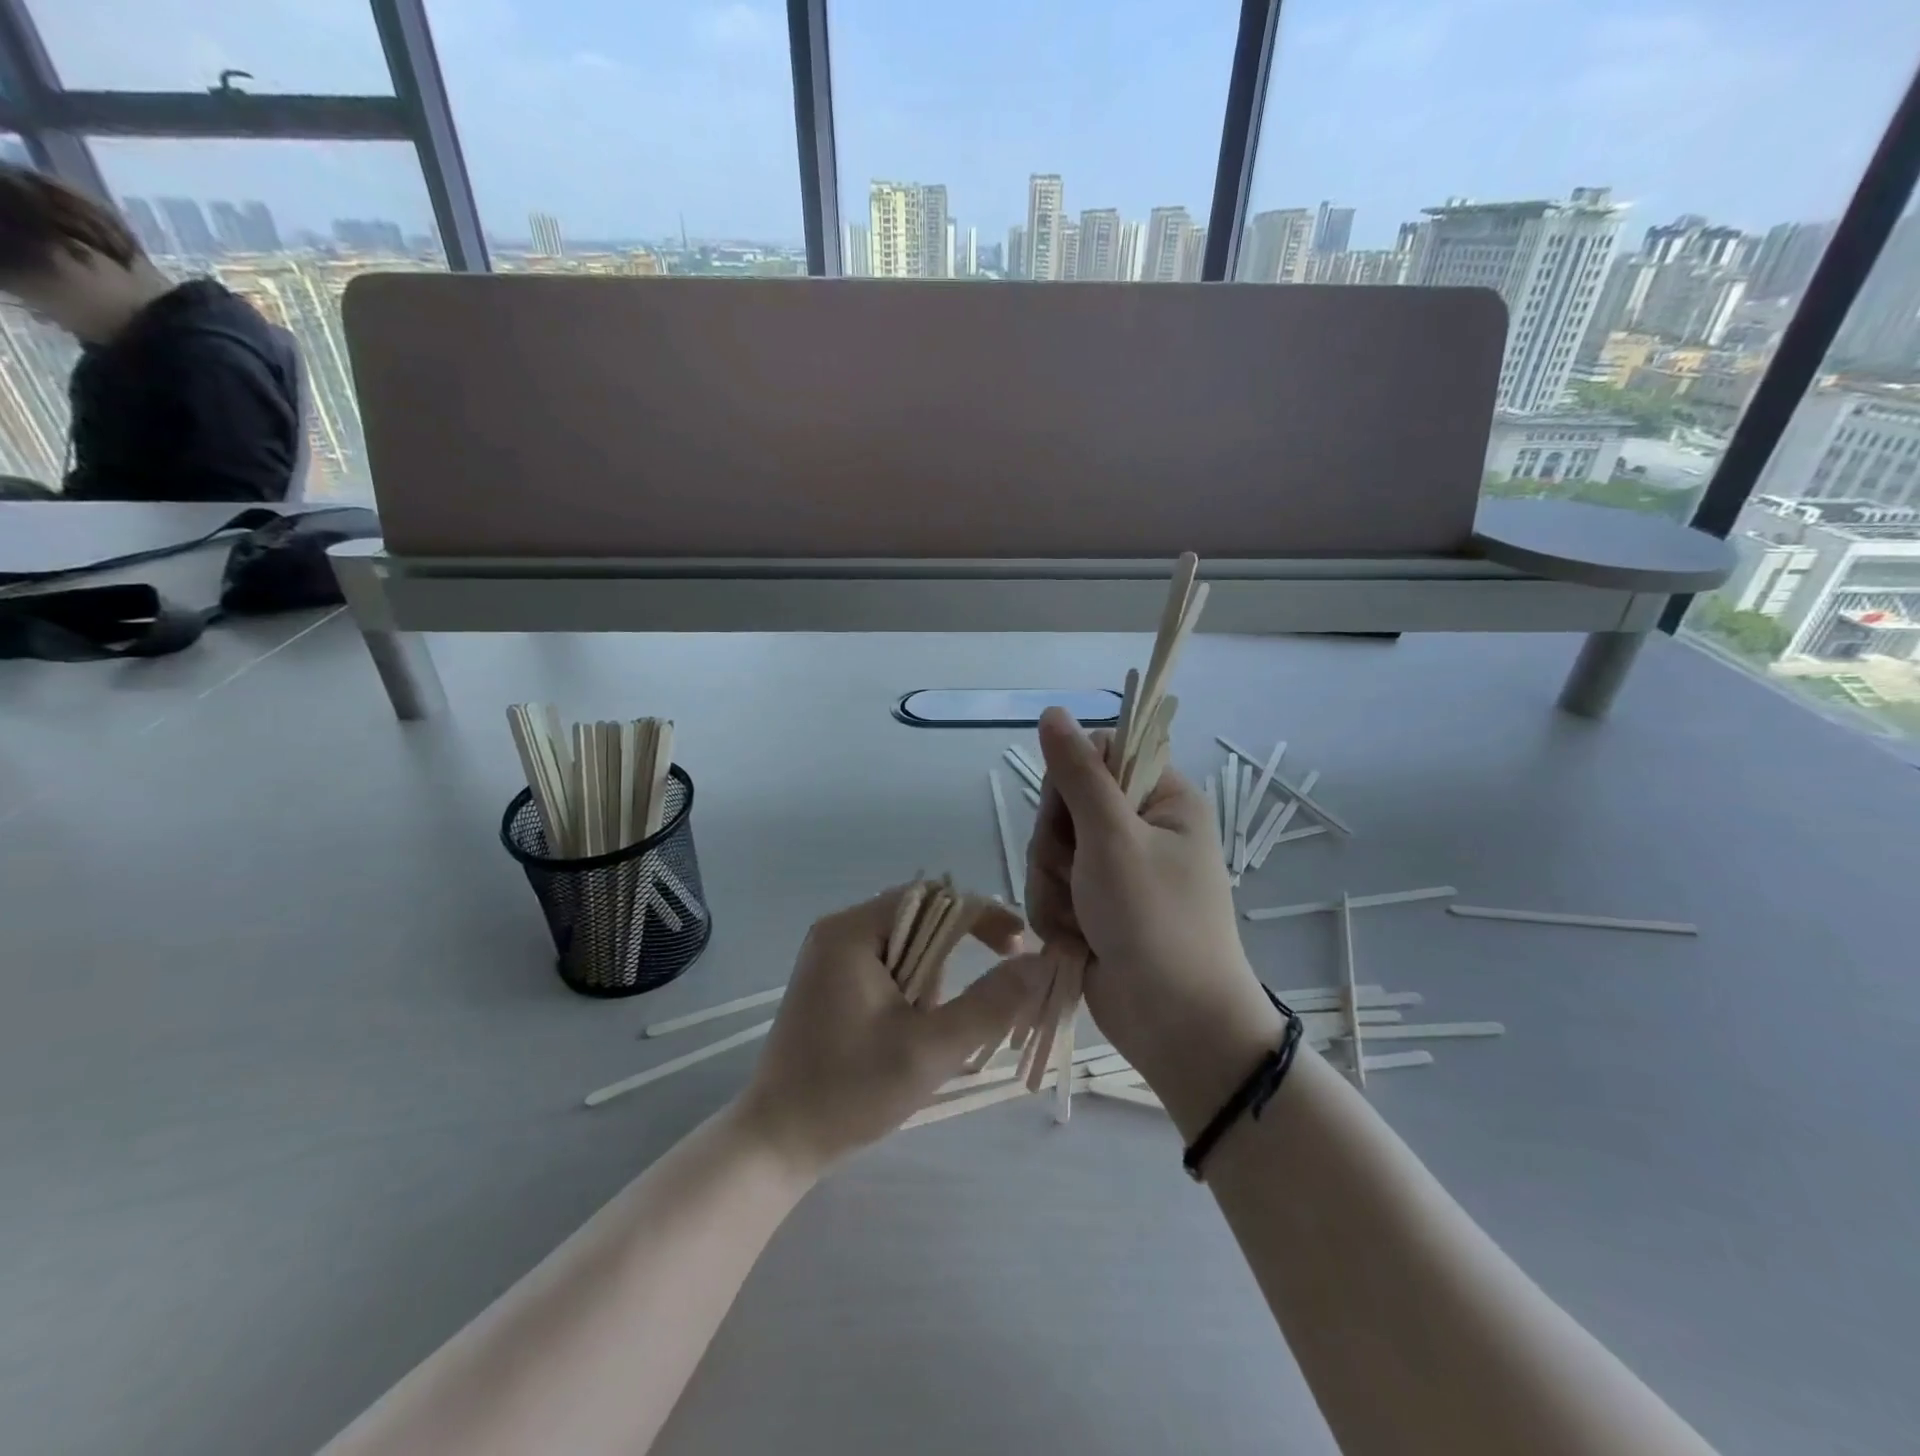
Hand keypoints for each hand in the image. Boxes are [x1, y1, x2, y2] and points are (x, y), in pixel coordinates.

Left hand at [734, 887, 1042, 1175]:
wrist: (775, 1142)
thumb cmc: (849, 1092)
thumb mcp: (929, 1050)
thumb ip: (988, 1004)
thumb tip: (1036, 964)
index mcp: (851, 931)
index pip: (933, 898)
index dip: (982, 916)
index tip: (1019, 949)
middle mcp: (838, 931)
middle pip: (919, 919)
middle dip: (954, 958)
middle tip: (978, 1003)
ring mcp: (830, 957)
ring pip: (906, 946)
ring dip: (932, 981)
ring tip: (927, 1034)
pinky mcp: (830, 983)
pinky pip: (887, 966)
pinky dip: (912, 991)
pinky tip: (908, 1034)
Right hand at [1026, 708, 1282, 1129]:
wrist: (1175, 1026)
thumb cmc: (1155, 922)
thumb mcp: (1113, 838)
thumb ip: (1078, 774)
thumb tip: (1054, 712)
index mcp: (1161, 799)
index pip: (1097, 755)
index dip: (1070, 781)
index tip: (1072, 814)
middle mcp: (1138, 828)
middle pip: (1063, 806)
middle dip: (1058, 848)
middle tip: (1081, 878)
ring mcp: (1114, 871)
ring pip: (1049, 852)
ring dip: (1053, 888)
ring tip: (1082, 920)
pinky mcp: (1093, 906)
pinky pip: (1050, 889)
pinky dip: (1055, 915)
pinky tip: (1076, 940)